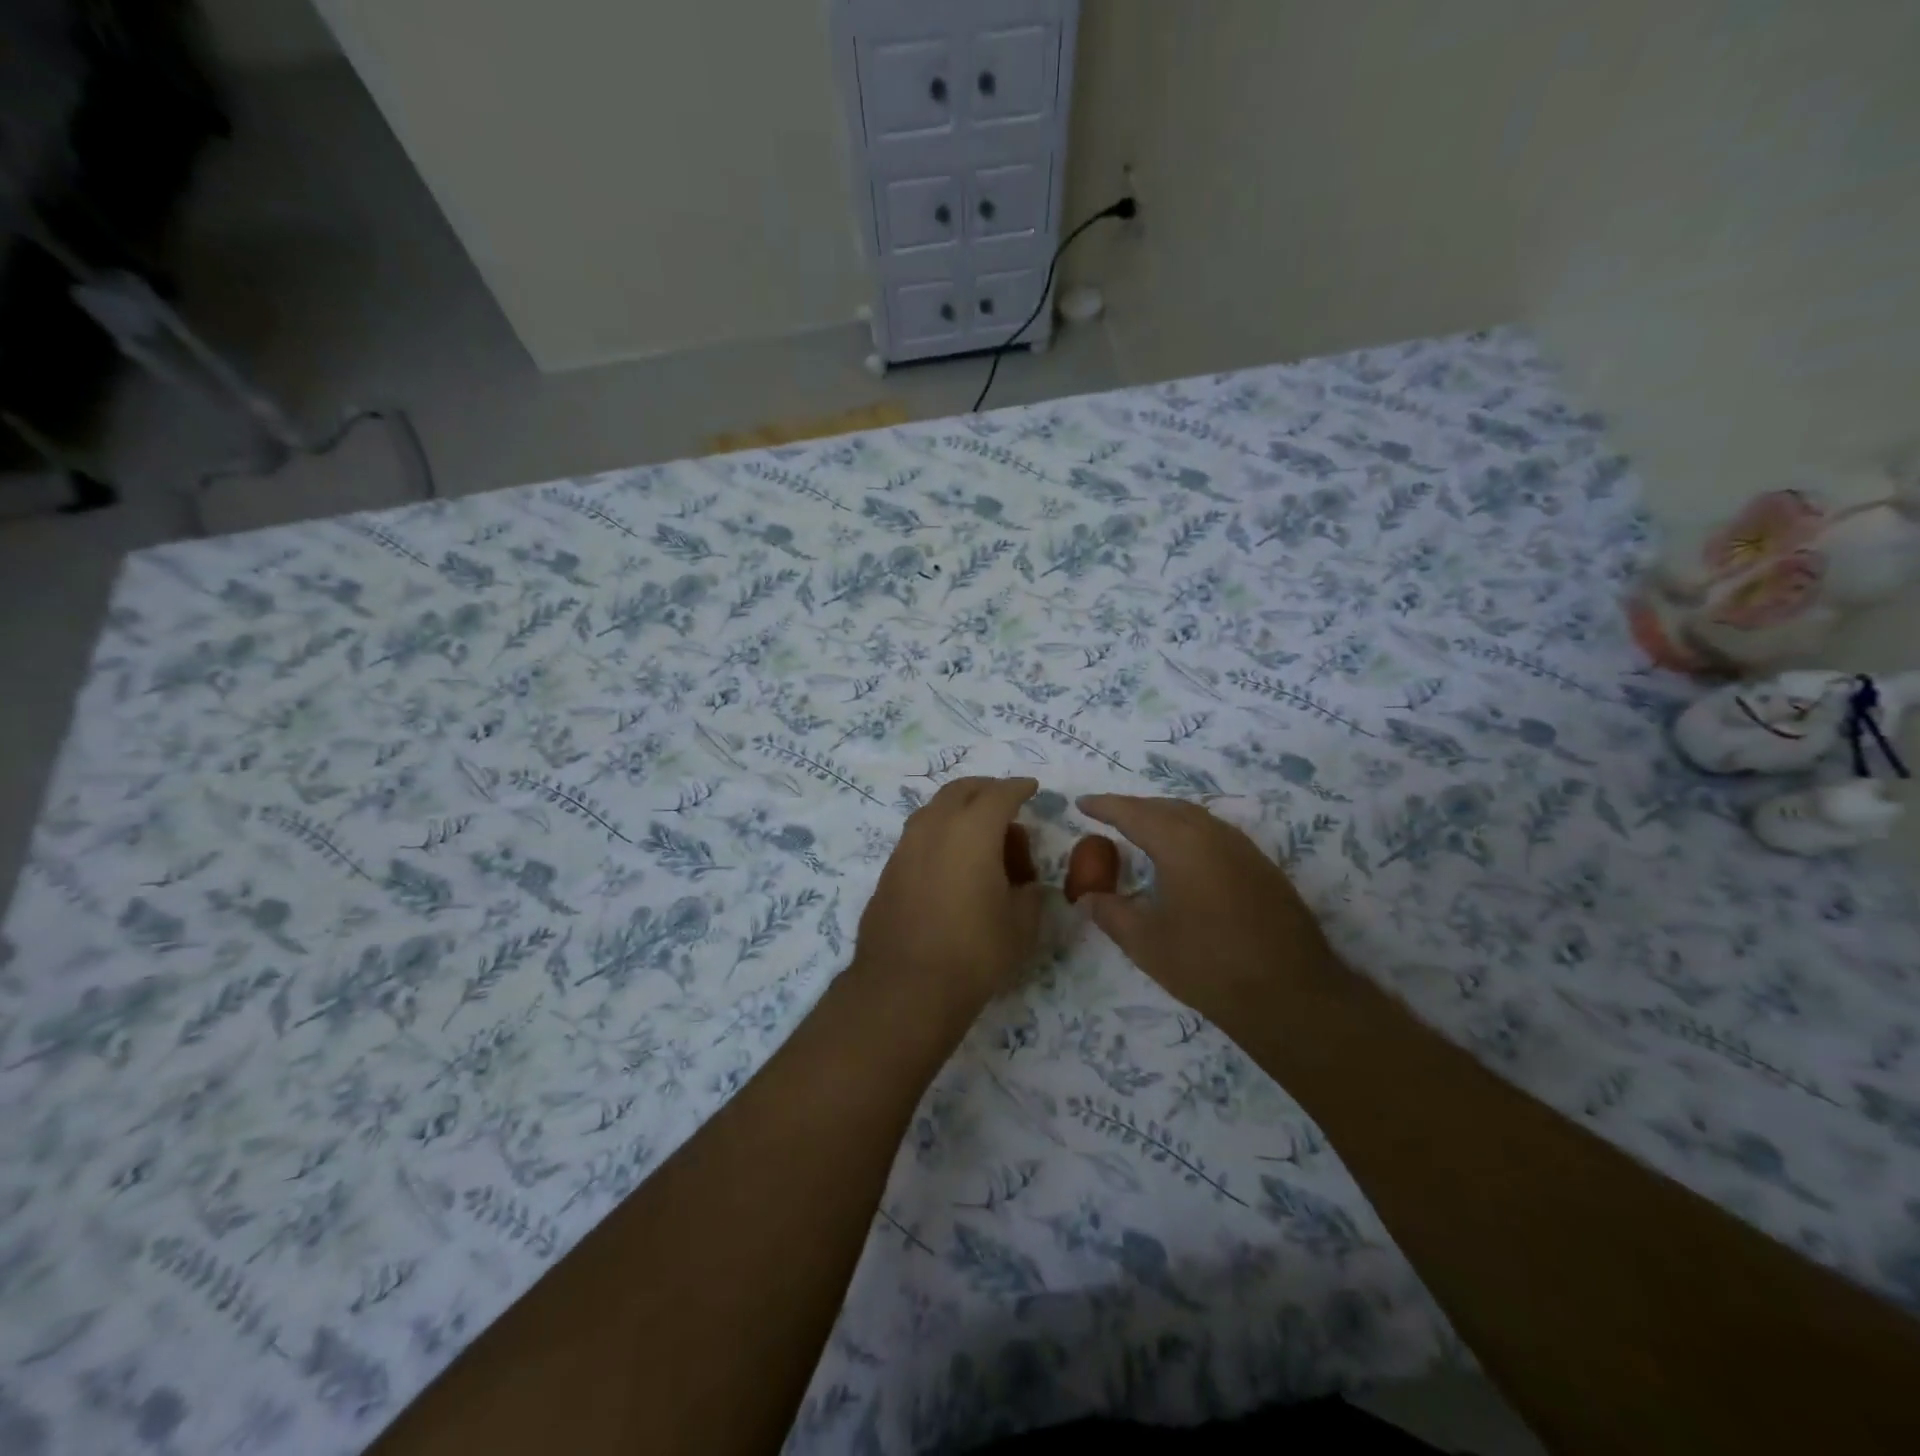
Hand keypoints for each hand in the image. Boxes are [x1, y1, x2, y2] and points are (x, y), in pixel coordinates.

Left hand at [852, 777, 1047, 1021]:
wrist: (905, 987)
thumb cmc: (974, 952)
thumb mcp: (1022, 925)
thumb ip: (1029, 893)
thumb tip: (1025, 885)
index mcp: (973, 830)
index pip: (1000, 794)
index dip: (1019, 788)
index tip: (1031, 788)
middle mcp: (935, 827)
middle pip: (961, 790)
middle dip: (986, 791)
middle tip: (1005, 805)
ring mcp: (905, 847)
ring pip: (934, 810)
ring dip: (958, 811)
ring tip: (979, 836)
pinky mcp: (888, 870)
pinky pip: (919, 837)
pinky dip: (939, 835)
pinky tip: (950, 863)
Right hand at [1076, 795, 1336, 1025]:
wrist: (1291, 994)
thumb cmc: (1208, 966)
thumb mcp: (1146, 943)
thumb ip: (1111, 913)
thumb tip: (1088, 897)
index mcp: (1181, 844)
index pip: (1134, 813)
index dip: (1105, 806)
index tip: (1082, 803)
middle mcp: (1213, 835)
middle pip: (1166, 808)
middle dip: (1134, 808)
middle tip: (1107, 816)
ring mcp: (1243, 849)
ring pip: (1195, 818)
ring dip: (1164, 817)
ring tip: (1141, 830)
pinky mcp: (1262, 867)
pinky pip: (1215, 834)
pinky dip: (1188, 833)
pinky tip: (1183, 856)